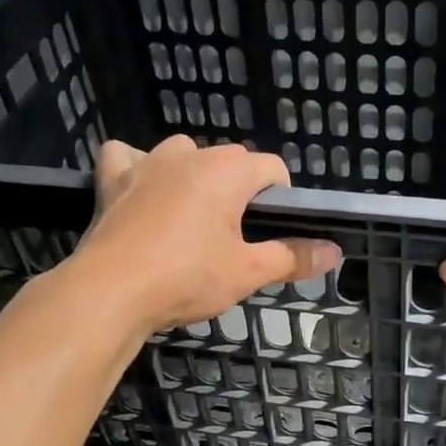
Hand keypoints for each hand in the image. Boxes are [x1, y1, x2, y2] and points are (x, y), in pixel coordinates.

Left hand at [77, 136, 338, 331]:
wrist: (111, 291)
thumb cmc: (187, 279)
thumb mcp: (247, 272)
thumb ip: (292, 257)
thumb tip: (334, 252)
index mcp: (227, 172)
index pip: (271, 167)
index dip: (281, 197)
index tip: (272, 230)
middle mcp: (188, 155)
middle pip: (229, 160)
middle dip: (239, 190)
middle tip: (234, 237)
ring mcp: (147, 162)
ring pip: (182, 154)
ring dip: (193, 176)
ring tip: (192, 218)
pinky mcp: (112, 178)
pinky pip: (127, 157)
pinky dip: (137, 169)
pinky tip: (142, 192)